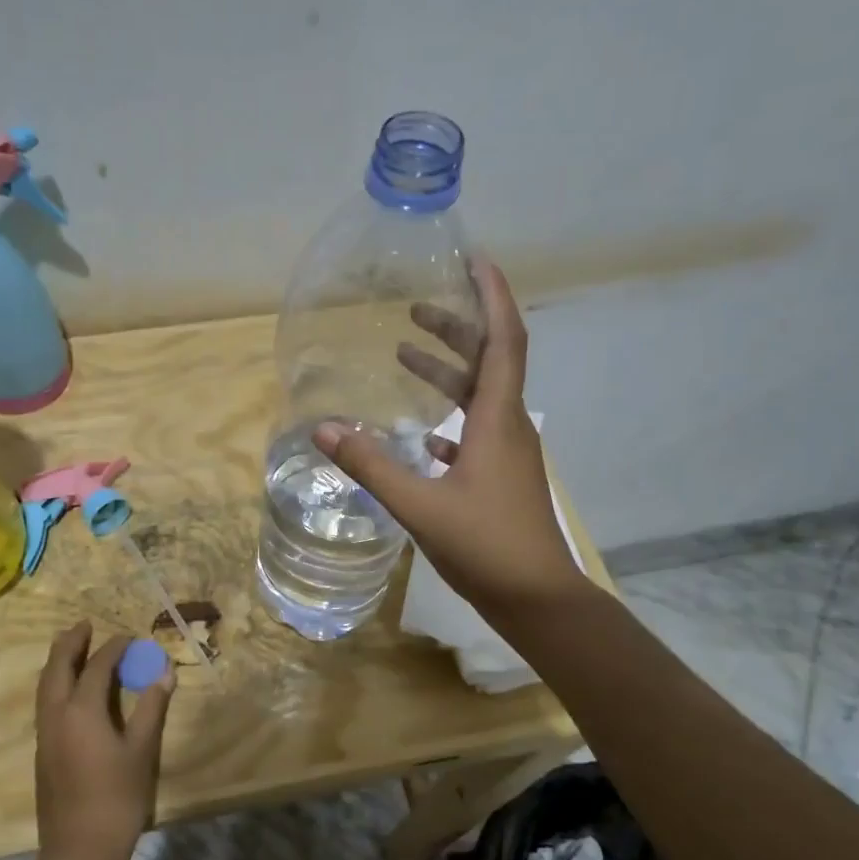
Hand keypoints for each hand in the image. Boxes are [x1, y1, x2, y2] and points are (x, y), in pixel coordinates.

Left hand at [33, 622, 173, 859]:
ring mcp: (44, 734)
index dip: (114, 648)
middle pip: (57, 667)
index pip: (97, 666)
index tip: (130, 637)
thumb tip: (165, 672)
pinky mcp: (41, 752)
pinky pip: (45, 703)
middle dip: (70, 643)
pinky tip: (68, 690)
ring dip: (57, 661)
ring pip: (45, 685)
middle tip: (84, 624)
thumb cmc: (117, 798)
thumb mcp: (141, 750)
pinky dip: (55, 683)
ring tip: (71, 647)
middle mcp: (56, 715)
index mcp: (82, 710)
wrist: (79, 850)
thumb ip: (152, 707)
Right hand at [311, 257, 587, 621]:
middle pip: (490, 360)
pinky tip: (422, 431)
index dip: (492, 295)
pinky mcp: (502, 477)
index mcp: (498, 418)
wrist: (537, 599)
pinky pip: (476, 431)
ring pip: (480, 396)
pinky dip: (450, 417)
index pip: (504, 339)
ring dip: (448, 371)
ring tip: (406, 355)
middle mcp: (509, 425)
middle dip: (457, 328)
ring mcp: (508, 452)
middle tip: (416, 310)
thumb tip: (321, 428)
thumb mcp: (419, 505)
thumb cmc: (485, 546)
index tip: (474, 260)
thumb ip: (370, 465)